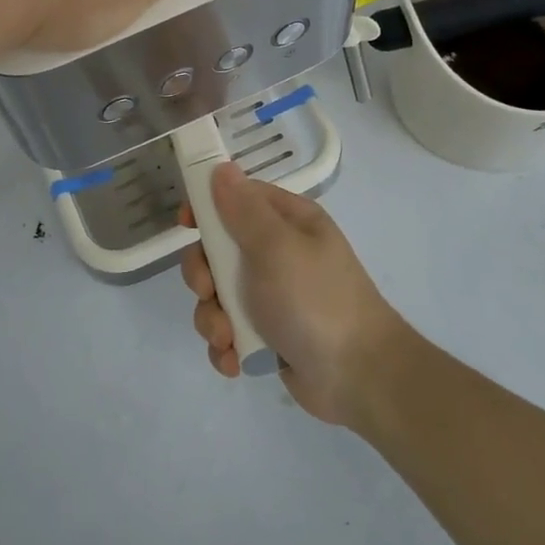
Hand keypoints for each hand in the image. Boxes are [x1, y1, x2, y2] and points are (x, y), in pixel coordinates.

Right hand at [180, 164, 416, 426]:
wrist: (358, 376)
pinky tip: (236, 363)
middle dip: (204, 276)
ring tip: (229, 338)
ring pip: (216, 296)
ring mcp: (271, 296)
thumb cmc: (315, 300)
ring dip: (213, 319)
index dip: (208, 207)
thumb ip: (244, 210)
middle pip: (217, 251)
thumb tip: (222, 168)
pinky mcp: (265, 334)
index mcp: (288, 223)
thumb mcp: (277, 247)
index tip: (187, 224)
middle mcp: (278, 254)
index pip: (238, 199)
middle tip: (208, 292)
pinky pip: (228, 331)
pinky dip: (226, 347)